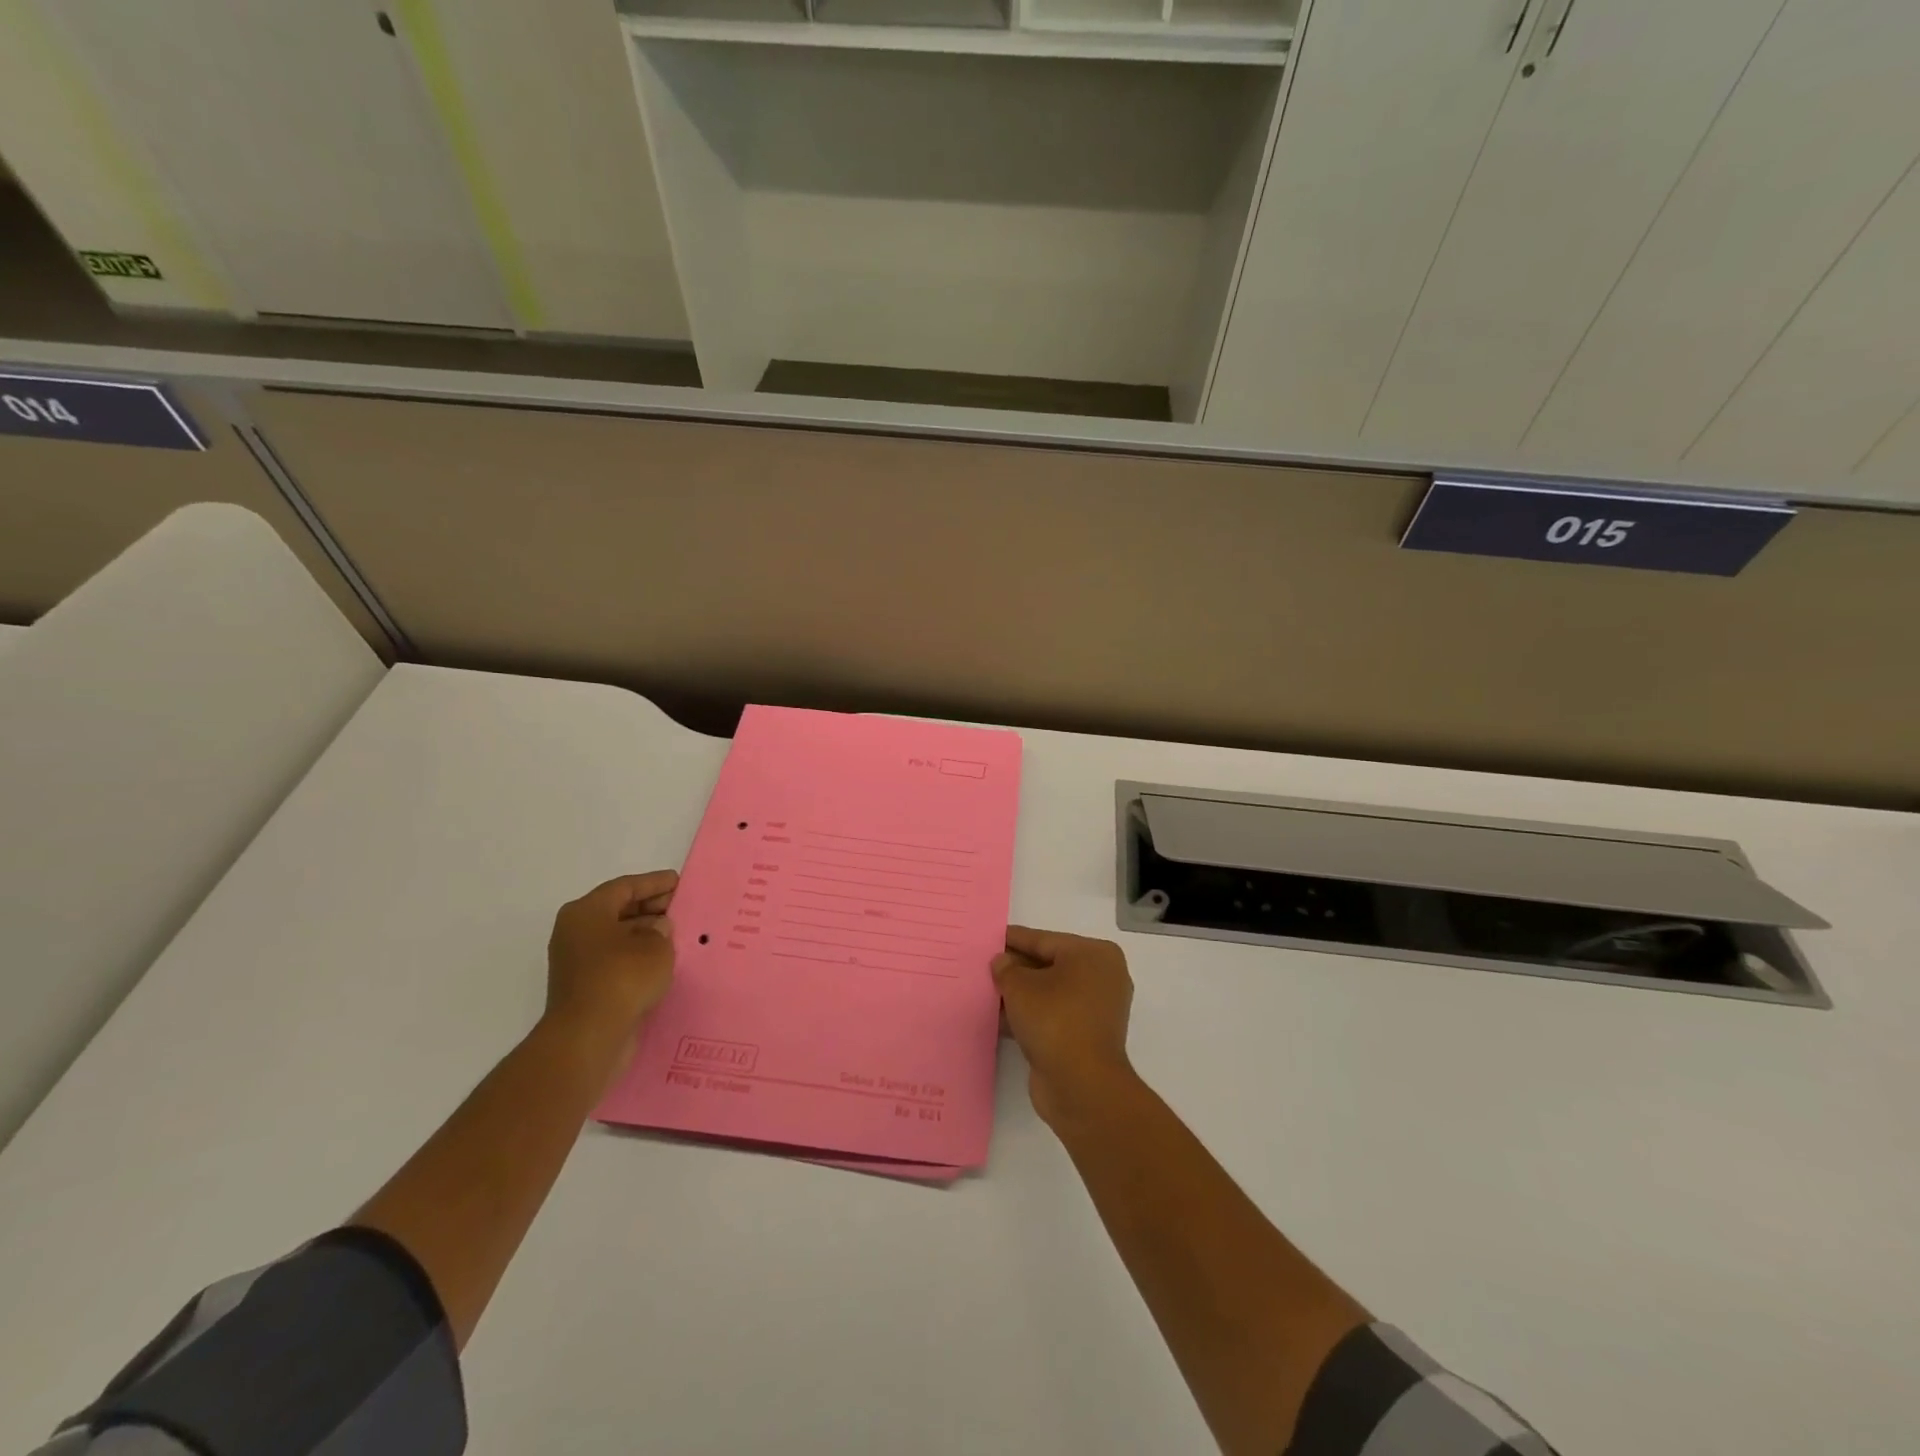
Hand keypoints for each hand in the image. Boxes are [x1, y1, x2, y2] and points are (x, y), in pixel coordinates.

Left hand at [545, 872, 677, 1047]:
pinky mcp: (584, 987)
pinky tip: (661, 962)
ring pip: (617, 937)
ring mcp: (577, 961)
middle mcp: (575, 932)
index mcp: (586, 912)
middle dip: (651, 908)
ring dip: (645, 935)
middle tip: (681, 908)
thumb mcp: (655, 945)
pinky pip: (616, 961)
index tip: (679, 882)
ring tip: (677, 935)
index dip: (655, 883)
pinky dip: (637, 958)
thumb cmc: (622, 977)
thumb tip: (657, 929)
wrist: (588, 1037)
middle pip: (618, 911)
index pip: (625, 887)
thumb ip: (661, 930)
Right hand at [992, 926, 1138, 1128]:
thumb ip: (1006, 969)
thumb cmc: (1055, 1020)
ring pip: (1049, 992)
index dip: (1015, 939)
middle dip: (1016, 967)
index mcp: (1094, 955)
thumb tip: (1002, 962)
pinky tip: (999, 1017)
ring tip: (985, 990)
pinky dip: (1029, 1015)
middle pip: (1049, 965)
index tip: (990, 936)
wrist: (1082, 1086)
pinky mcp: (1086, 1036)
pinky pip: (1052, 1015)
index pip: (1045, 940)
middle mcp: (1101, 977)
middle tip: (984, 964)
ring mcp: (1096, 1009)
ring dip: (1020, 994)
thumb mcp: (1020, 987)